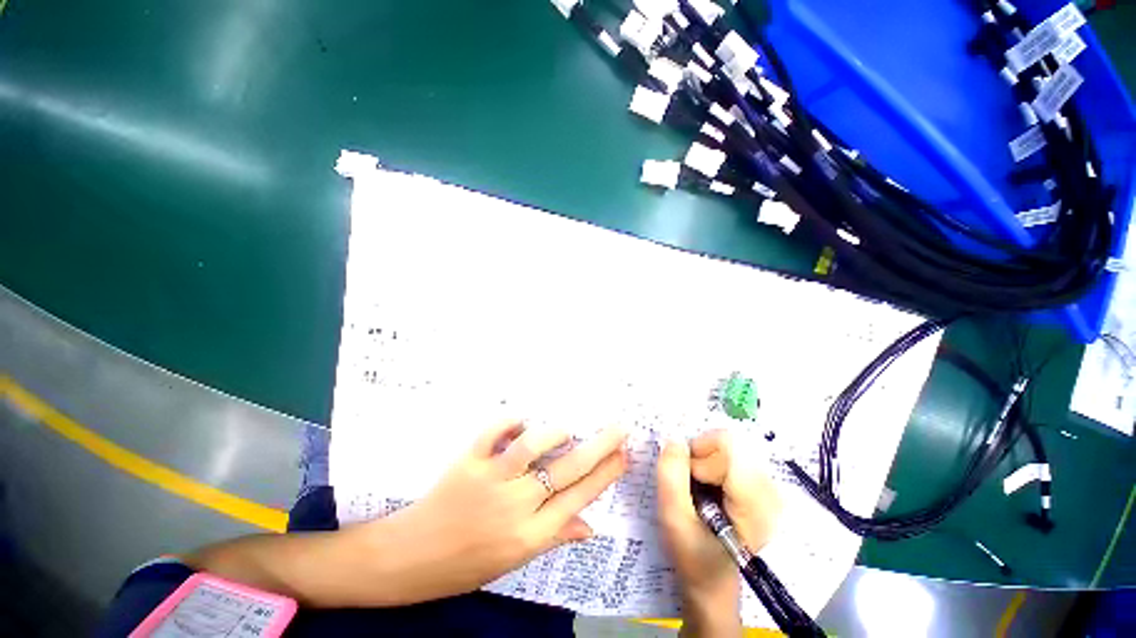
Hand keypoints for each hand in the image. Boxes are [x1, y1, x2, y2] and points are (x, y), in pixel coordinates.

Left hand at [378, 421, 628, 603]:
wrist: (409, 559)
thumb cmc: (466, 564)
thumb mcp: (514, 561)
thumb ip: (554, 537)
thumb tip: (590, 526)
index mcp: (530, 535)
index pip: (580, 498)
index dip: (606, 474)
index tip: (623, 454)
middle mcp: (516, 506)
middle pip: (568, 470)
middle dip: (600, 446)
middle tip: (619, 427)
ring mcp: (490, 481)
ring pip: (532, 447)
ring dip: (554, 433)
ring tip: (565, 429)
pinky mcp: (468, 462)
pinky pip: (492, 435)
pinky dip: (509, 422)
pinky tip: (520, 420)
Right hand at [656, 430, 780, 634]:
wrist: (713, 583)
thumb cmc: (694, 557)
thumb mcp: (673, 520)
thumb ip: (671, 476)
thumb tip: (673, 439)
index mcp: (754, 504)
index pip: (727, 445)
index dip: (699, 453)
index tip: (689, 479)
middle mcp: (769, 491)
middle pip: (728, 444)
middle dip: (700, 458)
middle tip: (691, 485)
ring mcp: (768, 488)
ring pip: (728, 448)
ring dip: (705, 461)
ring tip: (699, 489)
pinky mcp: (761, 486)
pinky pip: (732, 455)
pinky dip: (712, 464)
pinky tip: (709, 488)